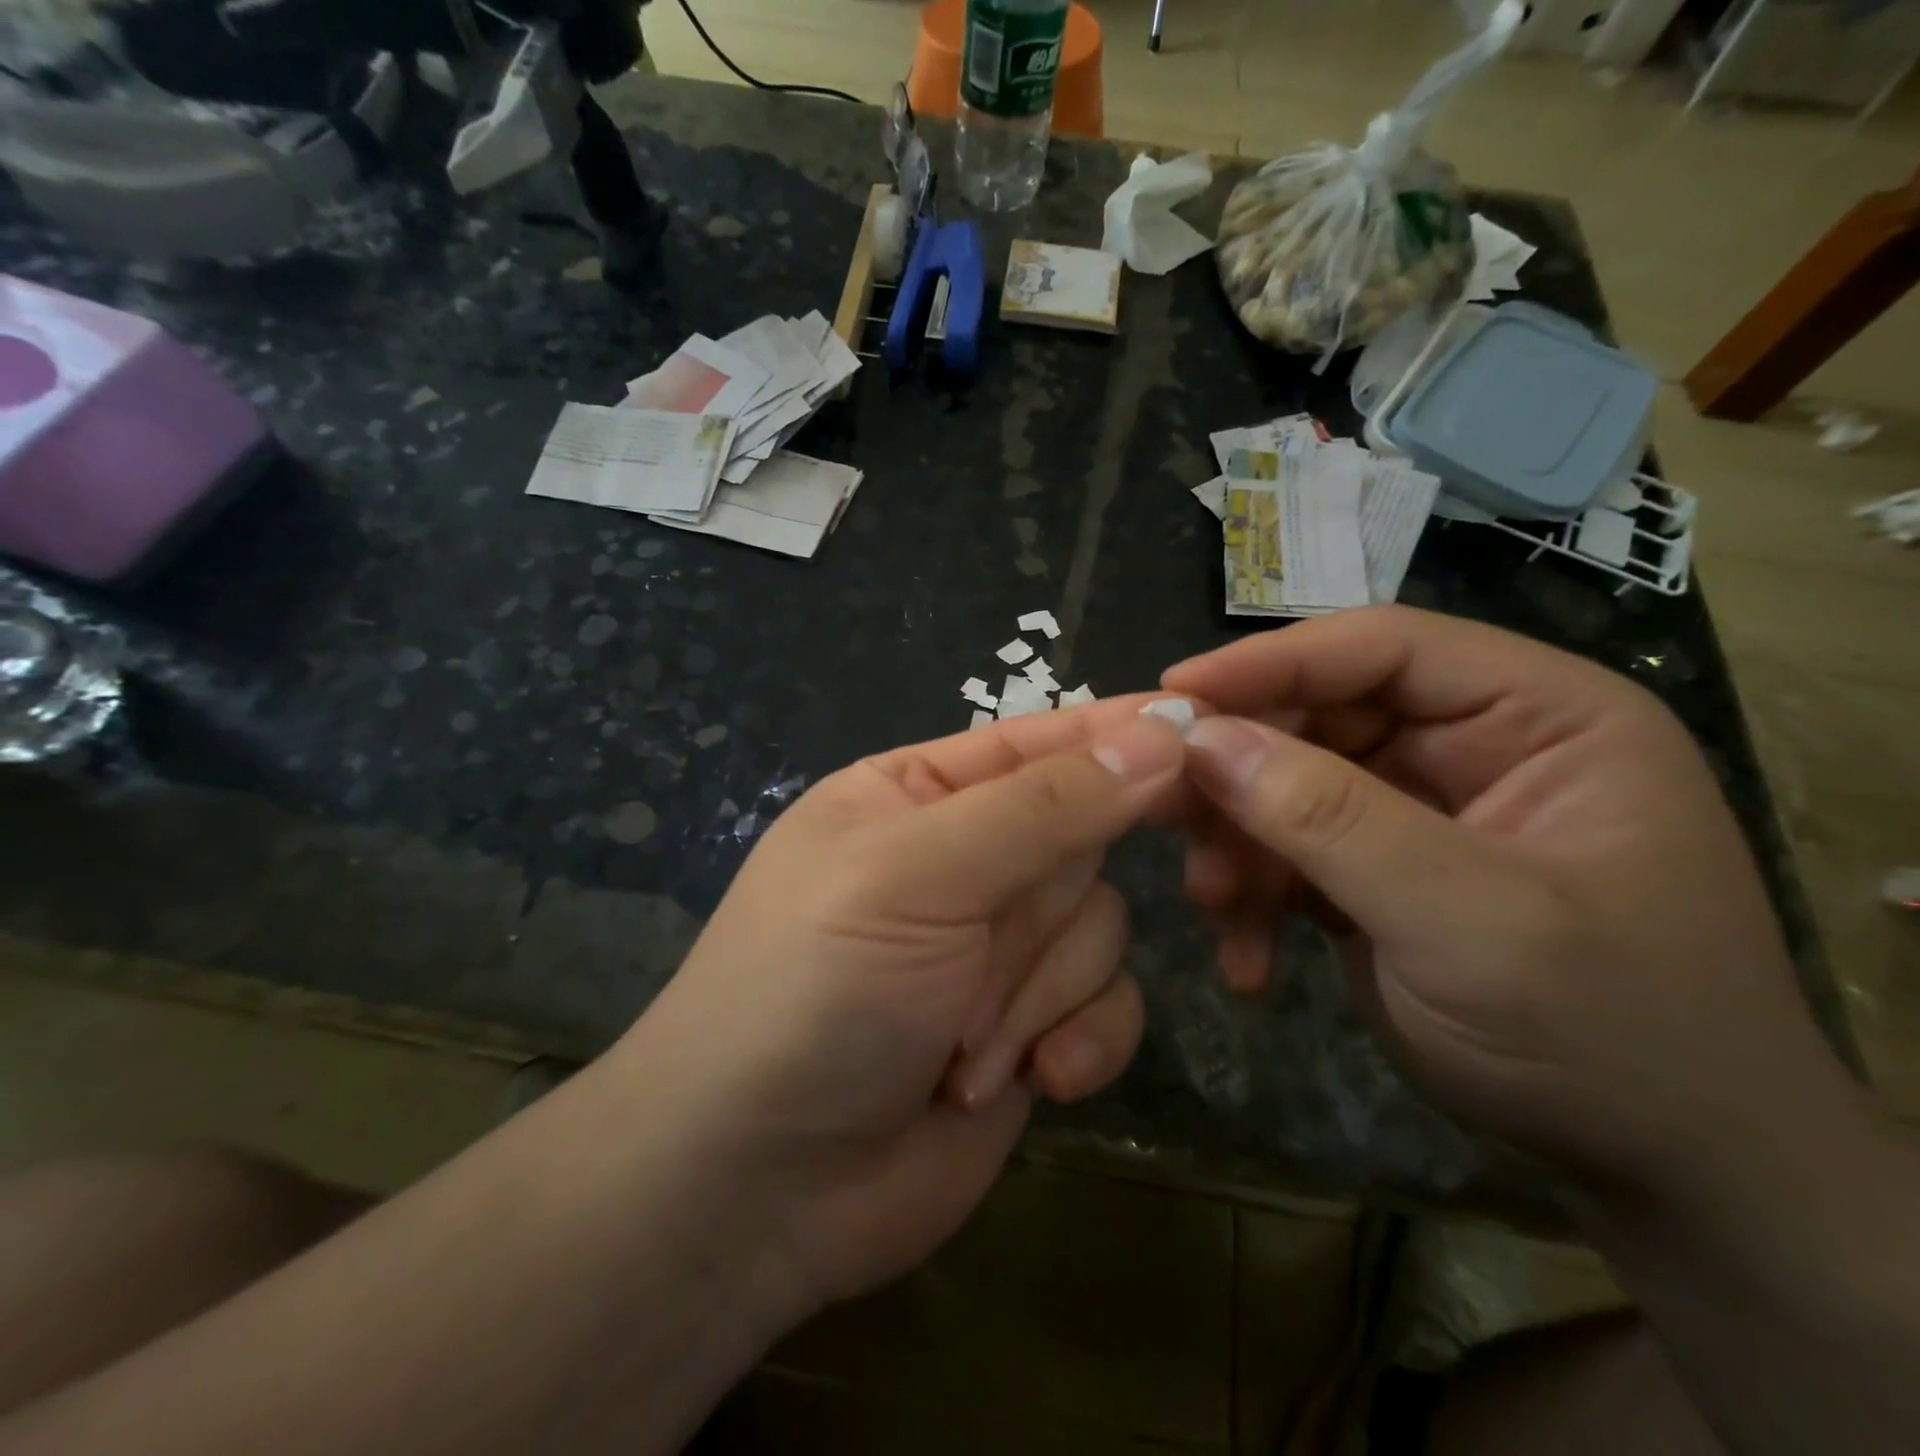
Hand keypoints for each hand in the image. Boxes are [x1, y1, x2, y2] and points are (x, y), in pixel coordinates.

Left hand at [604, 701, 1185, 1322]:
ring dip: (1040, 992)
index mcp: (919, 794)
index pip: (1040, 741)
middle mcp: (965, 859)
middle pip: (1082, 839)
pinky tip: (1028, 1082)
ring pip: (1101, 925)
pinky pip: (1111, 1006)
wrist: (760, 1190)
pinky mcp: (1032, 1027)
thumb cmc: (815, 990)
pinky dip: (1079, 1042)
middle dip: (1046, 908)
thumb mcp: (918, 875)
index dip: (1117, 735)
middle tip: (991, 948)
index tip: (1204, 725)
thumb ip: (1044, 806)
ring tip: (961, 1044)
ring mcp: (1001, 948)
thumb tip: (1161, 735)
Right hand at [1162, 607, 1859, 1191]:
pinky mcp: (1374, 870)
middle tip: (1163, 809)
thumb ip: (1332, 821)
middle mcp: (1471, 746)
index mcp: (1539, 716)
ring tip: (1213, 904)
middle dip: (1240, 774)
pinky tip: (1247, 960)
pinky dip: (1254, 898)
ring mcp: (1417, 811)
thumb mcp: (1470, 923)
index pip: (1384, 648)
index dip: (1271, 661)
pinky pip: (1286, 853)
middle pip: (1317, 717)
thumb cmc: (1609, 1037)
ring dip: (1238, 844)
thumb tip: (1202, 740)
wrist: (1662, 1177)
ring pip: (1285, 787)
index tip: (1173, 694)